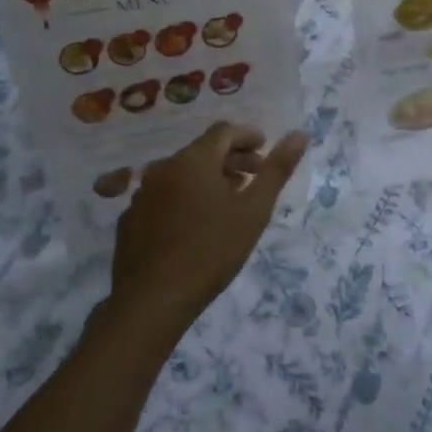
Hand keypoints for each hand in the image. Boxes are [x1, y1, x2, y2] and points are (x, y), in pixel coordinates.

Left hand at [111, 120, 307, 336]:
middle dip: (231, 158)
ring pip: (182, 174)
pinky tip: (196, 224)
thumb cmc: (211, 250)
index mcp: (194, 160)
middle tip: (254, 176)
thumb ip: (277, 170)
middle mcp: (164, 168)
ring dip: (208, 178)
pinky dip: (185, 197)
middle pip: (203, 151)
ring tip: (229, 200)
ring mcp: (143, 193)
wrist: (152, 299)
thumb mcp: (254, 211)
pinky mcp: (131, 218)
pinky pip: (164, 196)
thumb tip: (300, 134)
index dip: (247, 137)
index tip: (264, 150)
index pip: (223, 131)